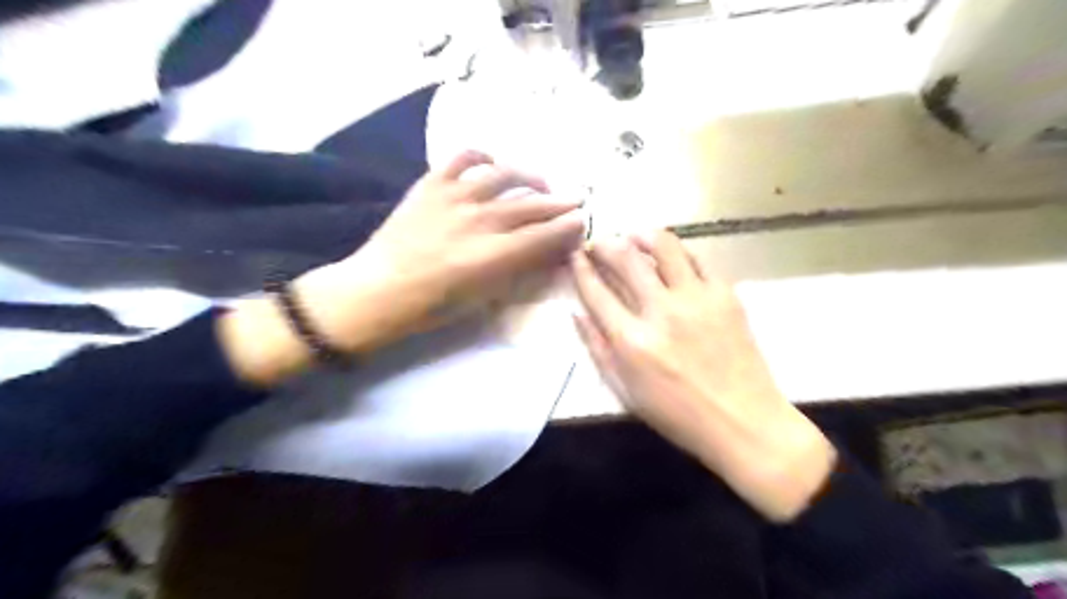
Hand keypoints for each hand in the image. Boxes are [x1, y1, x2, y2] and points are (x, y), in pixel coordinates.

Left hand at [220, 151, 586, 385]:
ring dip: (530, 177)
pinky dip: (483, 156)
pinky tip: (494, 164)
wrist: (375, 290)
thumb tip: (544, 254)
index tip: (583, 223)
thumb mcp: (481, 299)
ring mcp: (454, 197)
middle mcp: (479, 220)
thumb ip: (516, 272)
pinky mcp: (431, 184)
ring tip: (542, 183)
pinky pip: (463, 158)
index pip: (544, 235)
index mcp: (492, 256)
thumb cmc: (430, 307)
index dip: (568, 227)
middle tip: (578, 200)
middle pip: (531, 205)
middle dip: (561, 203)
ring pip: (505, 175)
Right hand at [571, 232, 837, 520]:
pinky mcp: (725, 295)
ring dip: (642, 235)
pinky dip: (679, 252)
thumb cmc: (677, 414)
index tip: (575, 256)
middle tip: (599, 242)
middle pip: (625, 258)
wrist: (744, 422)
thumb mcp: (625, 391)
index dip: (580, 268)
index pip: (596, 291)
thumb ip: (597, 349)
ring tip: (634, 237)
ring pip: (664, 245)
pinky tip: (672, 257)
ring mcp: (696, 299)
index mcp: (631, 341)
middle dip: (605, 243)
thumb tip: (576, 313)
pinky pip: (697, 258)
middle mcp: (660, 311)